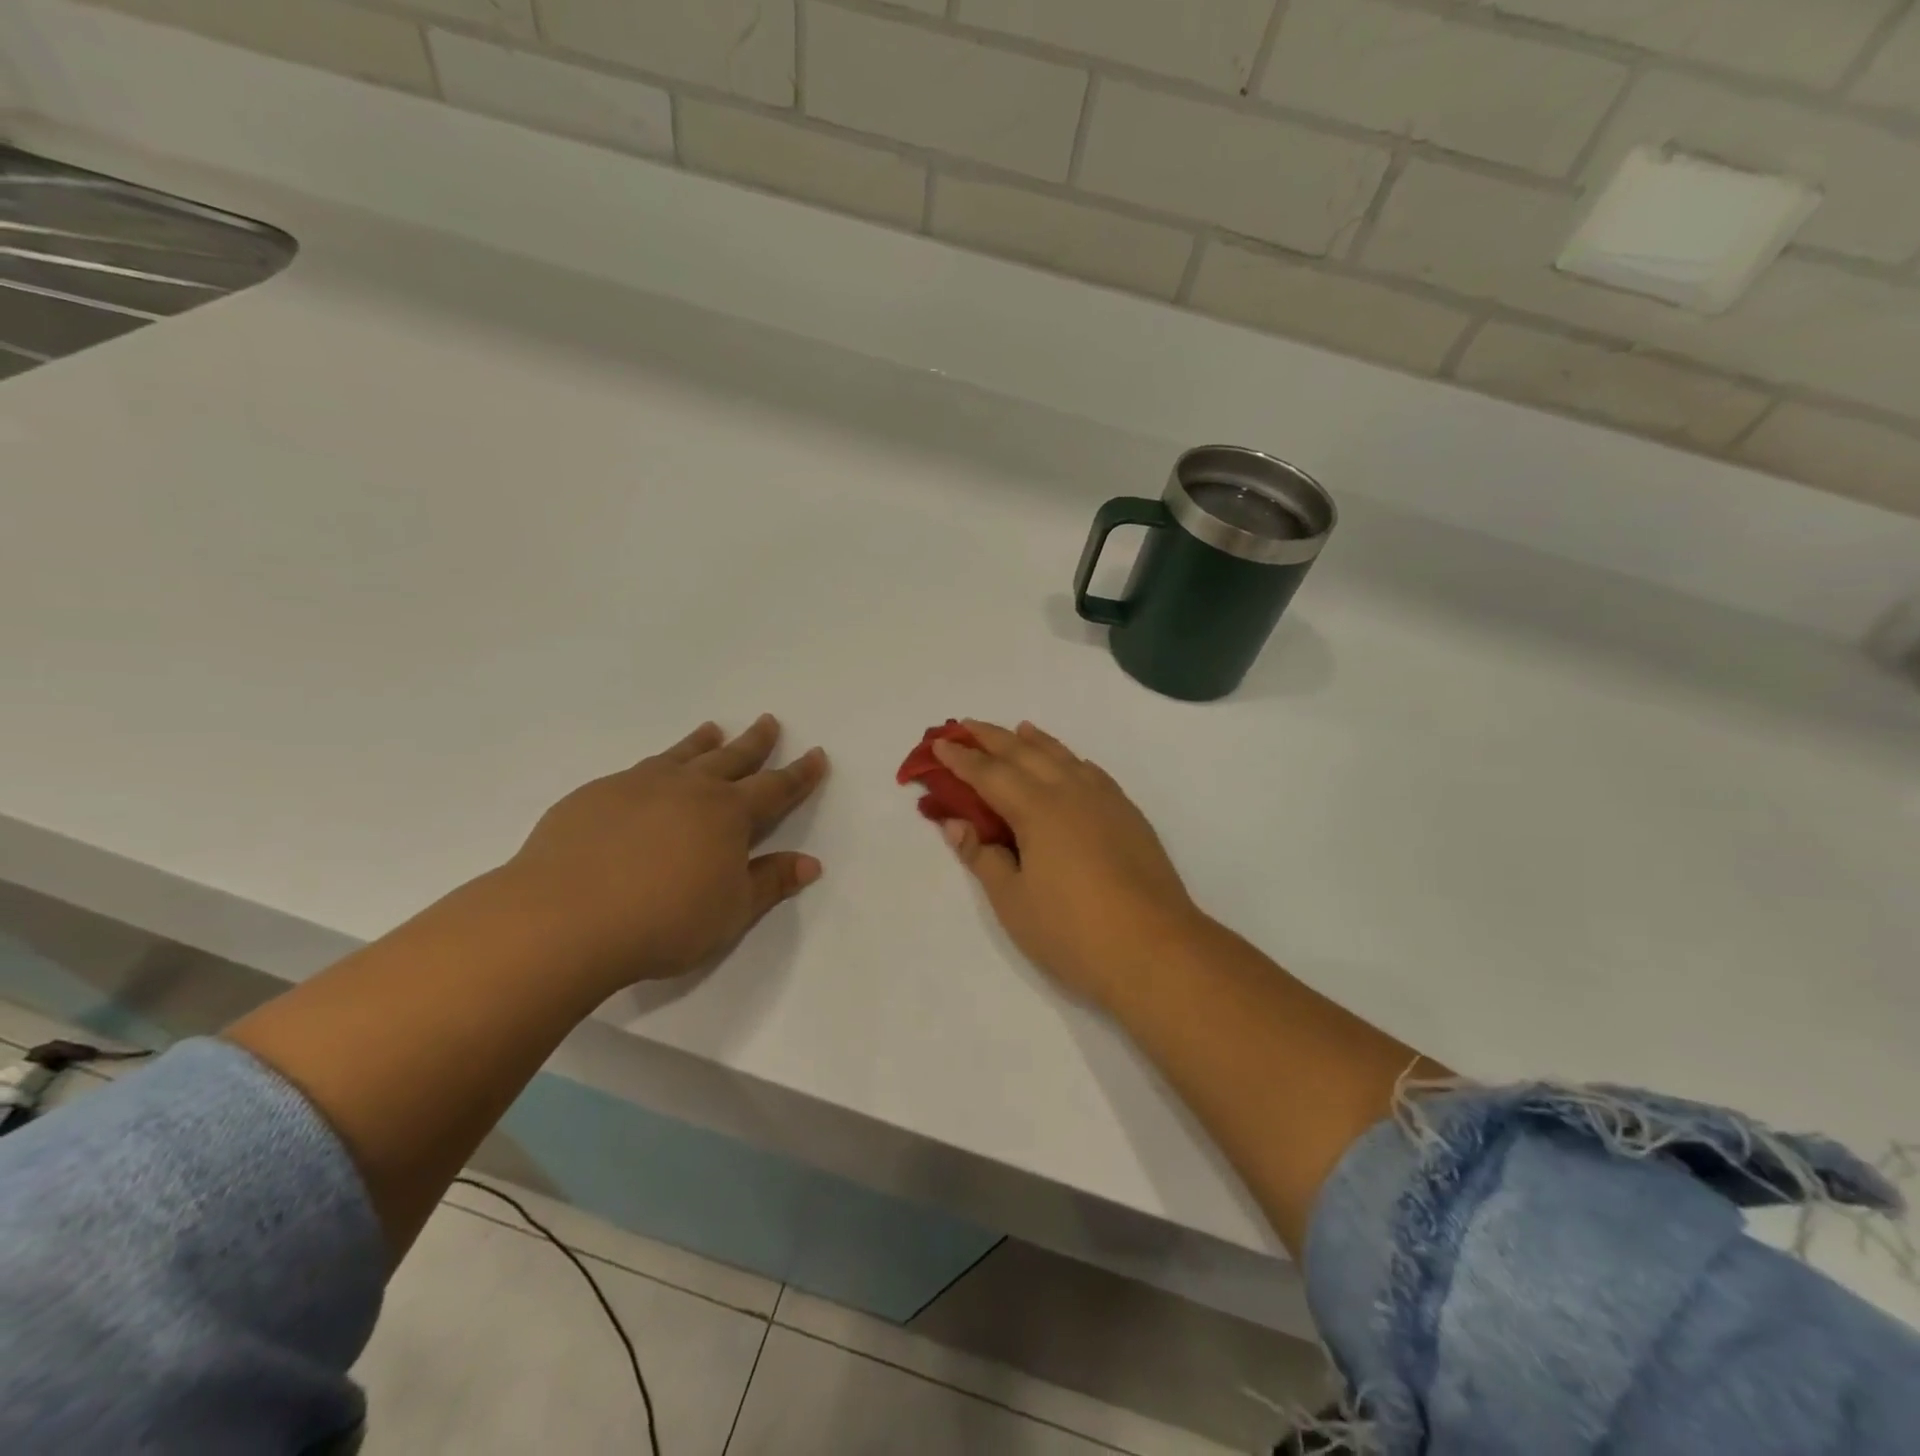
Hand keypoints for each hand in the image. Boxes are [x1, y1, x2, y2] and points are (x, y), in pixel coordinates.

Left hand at [501, 715, 826, 991]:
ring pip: (682, 755)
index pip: (775, 788)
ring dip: (702, 742)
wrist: (565, 918)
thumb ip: (770, 882)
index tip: (816, 754)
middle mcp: (689, 788)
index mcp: (728, 814)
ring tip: (713, 728)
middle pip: (731, 758)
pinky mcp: (596, 795)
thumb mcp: (731, 911)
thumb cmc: (664, 920)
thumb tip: (810, 863)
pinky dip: (657, 763)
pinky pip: (638, 770)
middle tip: (768, 721)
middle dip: (755, 742)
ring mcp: (639, 786)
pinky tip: (649, 775)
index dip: (799, 773)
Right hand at [930, 720, 1206, 1007]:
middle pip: (1026, 754)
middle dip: (993, 738)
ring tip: (1019, 729)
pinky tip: (1071, 763)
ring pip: (1064, 757)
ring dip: (1036, 741)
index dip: (962, 760)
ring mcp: (1105, 801)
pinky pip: (1093, 772)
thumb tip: (955, 823)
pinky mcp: (1129, 816)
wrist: (1155, 949)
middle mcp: (1071, 792)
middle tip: (967, 726)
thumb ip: (983, 857)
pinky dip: (1071, 759)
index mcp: (1037, 810)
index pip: (990, 774)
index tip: (939, 745)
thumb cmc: (1072, 931)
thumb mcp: (1013, 901)